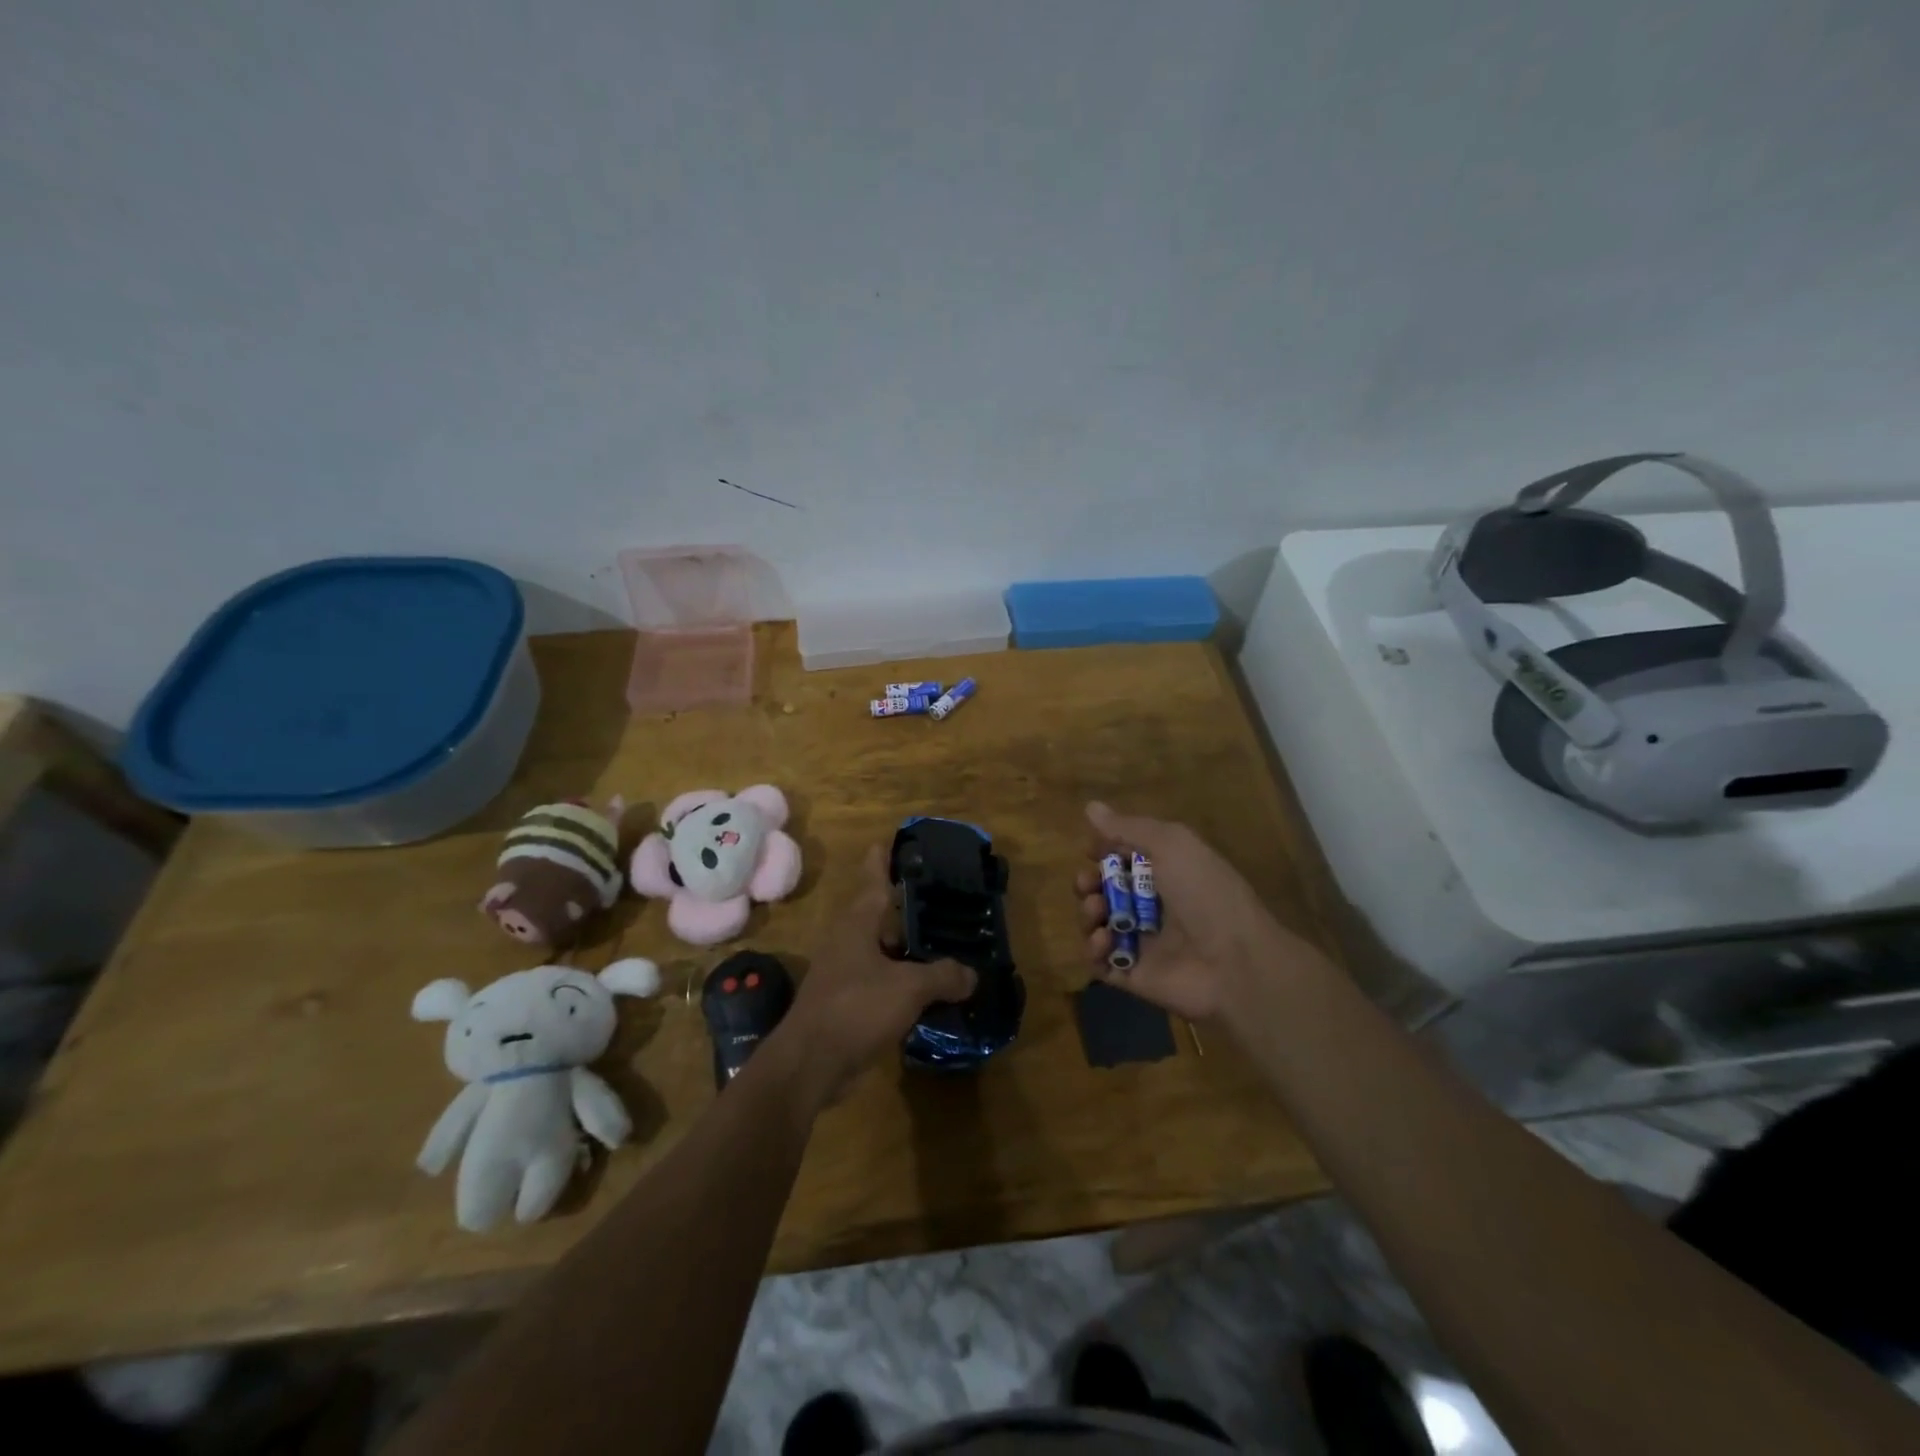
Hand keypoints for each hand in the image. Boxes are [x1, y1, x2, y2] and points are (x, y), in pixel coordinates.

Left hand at [771, 846, 974, 1109]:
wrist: (810, 1063)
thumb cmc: (856, 1008)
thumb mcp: (909, 987)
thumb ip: (943, 976)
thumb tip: (971, 975)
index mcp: (858, 922)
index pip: (874, 879)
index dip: (884, 860)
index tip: (892, 841)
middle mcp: (849, 939)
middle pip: (881, 914)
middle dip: (909, 906)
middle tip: (943, 897)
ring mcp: (845, 971)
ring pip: (884, 949)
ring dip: (909, 947)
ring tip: (944, 942)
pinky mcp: (847, 1001)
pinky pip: (882, 979)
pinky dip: (904, 979)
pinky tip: (929, 987)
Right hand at [1075, 802, 1319, 1022]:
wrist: (1237, 964)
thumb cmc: (1206, 894)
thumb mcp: (1172, 844)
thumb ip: (1129, 827)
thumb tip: (1090, 806)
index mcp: (1167, 872)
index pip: (1125, 857)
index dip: (1104, 851)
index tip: (1090, 849)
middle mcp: (1153, 905)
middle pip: (1105, 890)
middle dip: (1088, 883)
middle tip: (1088, 884)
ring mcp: (1142, 942)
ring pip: (1098, 924)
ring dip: (1088, 913)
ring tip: (1097, 911)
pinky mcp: (1133, 974)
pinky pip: (1099, 962)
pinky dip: (1092, 950)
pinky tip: (1103, 941)